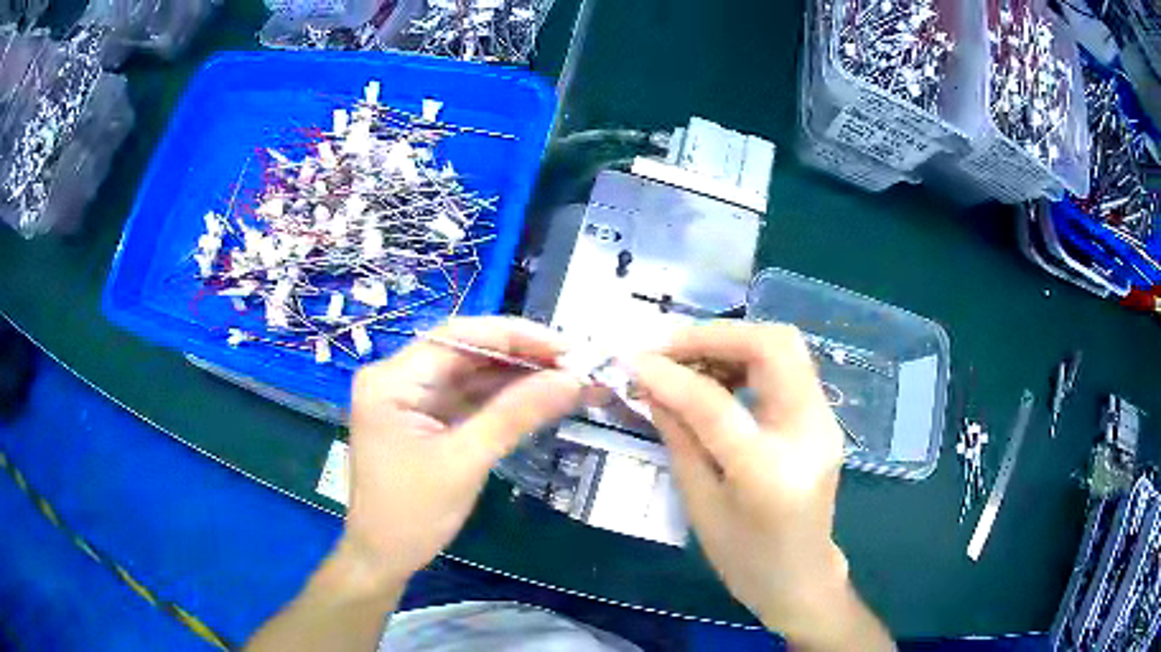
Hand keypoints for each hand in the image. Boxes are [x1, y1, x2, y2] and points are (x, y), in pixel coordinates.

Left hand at [340, 317, 583, 586]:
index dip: (515, 336)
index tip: (566, 347)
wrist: (383, 558)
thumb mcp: (464, 461)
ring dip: (518, 378)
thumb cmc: (411, 514)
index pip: (458, 337)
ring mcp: (412, 400)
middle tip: (577, 365)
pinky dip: (504, 400)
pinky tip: (540, 398)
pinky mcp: (425, 420)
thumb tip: (572, 380)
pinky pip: (469, 399)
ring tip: (570, 379)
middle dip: (522, 358)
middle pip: (467, 353)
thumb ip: (515, 415)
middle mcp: (398, 379)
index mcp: (391, 380)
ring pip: (472, 375)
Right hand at [630, 322, 889, 648]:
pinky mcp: (823, 417)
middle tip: (668, 347)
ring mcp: (825, 421)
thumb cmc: (745, 558)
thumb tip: (652, 383)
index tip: (632, 360)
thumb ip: (679, 437)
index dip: (671, 375)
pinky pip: (787, 367)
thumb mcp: (700, 505)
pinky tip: (718, 378)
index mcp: (770, 472)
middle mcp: (810, 432)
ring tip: (688, 360)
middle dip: (716, 335)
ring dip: (732, 342)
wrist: (801, 578)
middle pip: (775, 345)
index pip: (717, 405)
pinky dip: (748, 359)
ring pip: (785, 346)